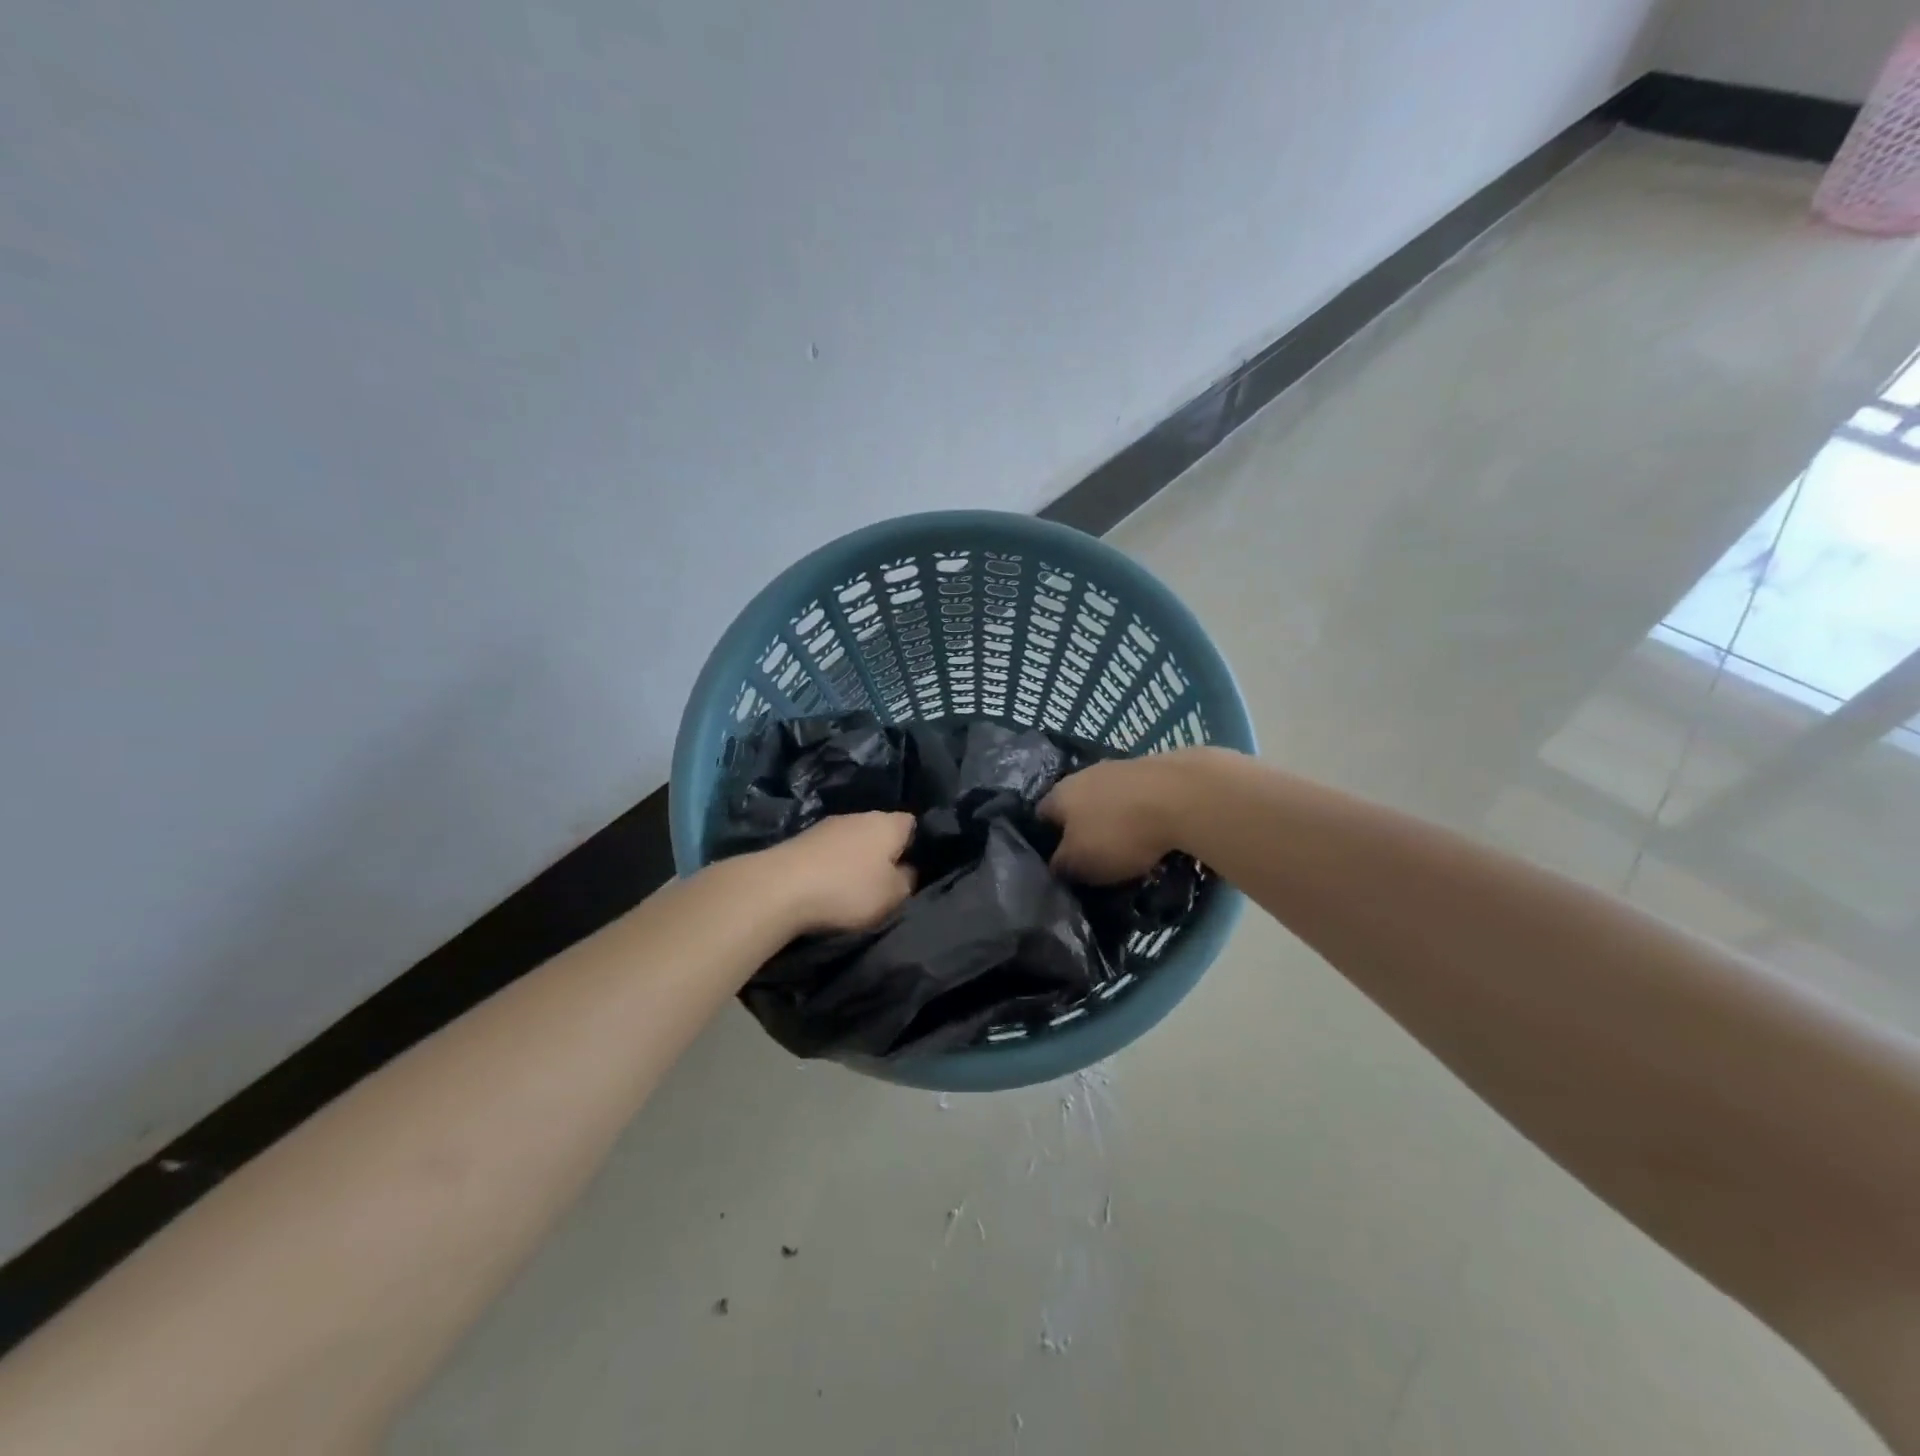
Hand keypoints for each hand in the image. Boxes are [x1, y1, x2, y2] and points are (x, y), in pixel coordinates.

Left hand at [764, 811, 917, 934]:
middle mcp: (860, 815)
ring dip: (854, 859)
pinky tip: (827, 884)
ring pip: (853, 839)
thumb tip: (907, 870)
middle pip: (880, 831)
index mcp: (888, 823)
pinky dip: (831, 865)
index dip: (916, 844)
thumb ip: (908, 880)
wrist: (779, 887)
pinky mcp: (802, 839)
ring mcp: (827, 825)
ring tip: (853, 886)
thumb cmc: (847, 889)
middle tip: (885, 882)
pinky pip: (828, 850)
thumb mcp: (893, 895)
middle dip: (883, 853)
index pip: (912, 824)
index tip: (913, 869)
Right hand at [1039, 751, 1203, 883]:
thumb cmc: (1119, 833)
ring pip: (1107, 799)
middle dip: (1082, 828)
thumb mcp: (1080, 863)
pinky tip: (1154, 830)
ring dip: (1113, 818)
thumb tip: (1054, 866)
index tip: (1058, 862)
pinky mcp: (1152, 768)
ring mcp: (1119, 767)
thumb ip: (1060, 866)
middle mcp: (1083, 774)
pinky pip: (1137, 796)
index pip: (1040, 817)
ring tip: (1128, 846)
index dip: (1045, 840)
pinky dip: (1141, 812)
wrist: (1182, 796)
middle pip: (1075, 805)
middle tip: (1094, 856)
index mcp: (1059, 794)